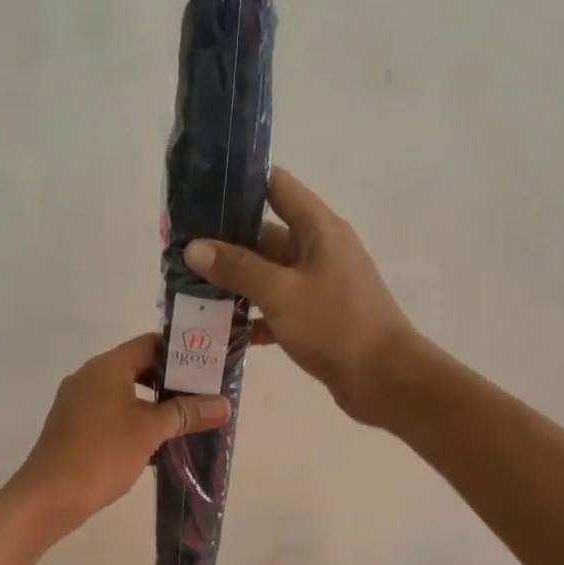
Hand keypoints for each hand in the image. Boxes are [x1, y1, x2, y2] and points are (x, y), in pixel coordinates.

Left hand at [10, 334, 231, 535]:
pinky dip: (132, 420)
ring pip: (123, 392)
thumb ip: (187, 413)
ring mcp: (77, 401)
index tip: (207, 369)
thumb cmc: (103, 453)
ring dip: (152, 405)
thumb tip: (224, 404)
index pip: (150, 344)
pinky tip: (154, 444)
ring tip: (184, 422)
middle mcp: (89, 376)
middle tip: (202, 397)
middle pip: (137, 367)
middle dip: (170, 382)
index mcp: (107, 366)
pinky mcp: (72, 426)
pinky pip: (109, 412)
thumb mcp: (151, 430)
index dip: (180, 353)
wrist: (49, 496)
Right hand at [184, 168, 416, 424]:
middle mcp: (319, 249)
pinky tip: (218, 328)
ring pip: (267, 273)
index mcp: (318, 229)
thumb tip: (193, 247)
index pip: (276, 186)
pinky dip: (251, 315)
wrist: (385, 380)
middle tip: (178, 250)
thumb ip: (237, 267)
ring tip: (188, 288)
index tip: (199, 192)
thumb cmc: (336, 325)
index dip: (240, 184)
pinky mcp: (316, 316)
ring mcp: (318, 284)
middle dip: (223, 241)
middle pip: (264, 233)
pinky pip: (276, 306)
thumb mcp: (281, 292)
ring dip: (233, 281)